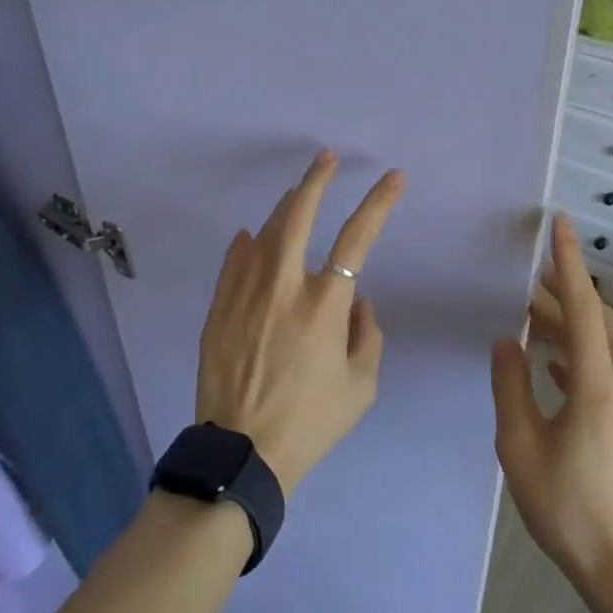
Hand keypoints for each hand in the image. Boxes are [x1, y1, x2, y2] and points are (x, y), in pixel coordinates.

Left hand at [196, 150, 404, 494]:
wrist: (242, 455)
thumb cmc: (310, 422)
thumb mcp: (361, 386)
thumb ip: (368, 334)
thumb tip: (358, 298)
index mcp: (325, 305)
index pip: (358, 238)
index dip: (378, 202)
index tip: (393, 177)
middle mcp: (283, 287)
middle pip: (297, 215)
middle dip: (316, 179)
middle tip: (326, 158)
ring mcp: (245, 293)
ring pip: (264, 232)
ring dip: (283, 207)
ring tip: (296, 193)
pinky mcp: (219, 307)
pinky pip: (233, 262)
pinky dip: (246, 244)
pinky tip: (251, 235)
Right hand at [491, 214, 612, 598]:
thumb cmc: (568, 509)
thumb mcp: (520, 448)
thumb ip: (510, 386)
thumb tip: (507, 341)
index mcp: (597, 387)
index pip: (583, 308)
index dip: (568, 264)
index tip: (559, 225)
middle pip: (600, 320)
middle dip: (568, 291)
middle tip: (530, 278)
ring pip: (607, 343)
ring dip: (575, 321)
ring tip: (534, 315)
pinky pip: (611, 368)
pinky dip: (583, 351)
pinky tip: (554, 363)